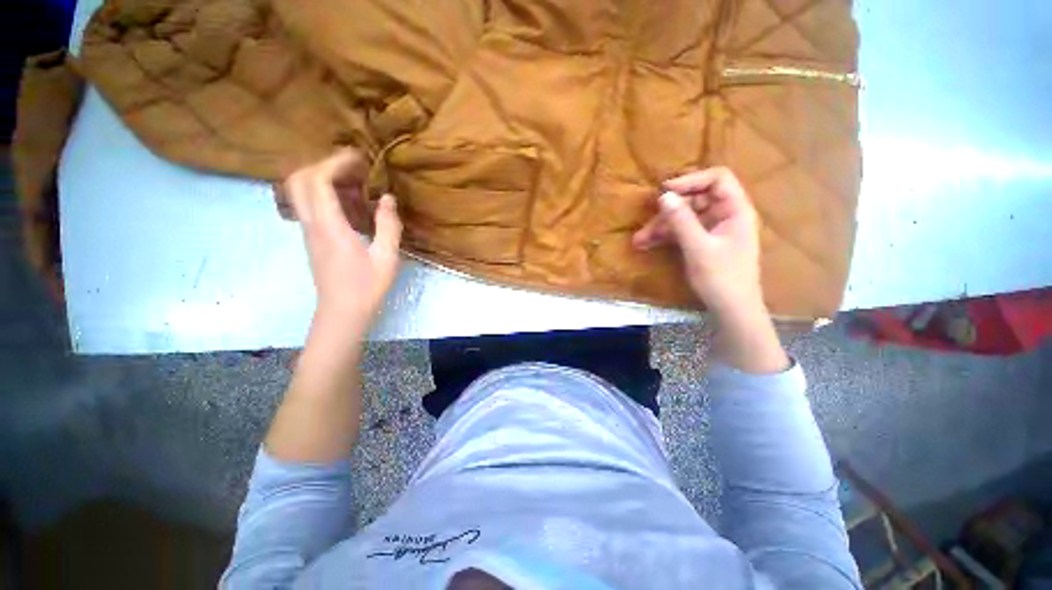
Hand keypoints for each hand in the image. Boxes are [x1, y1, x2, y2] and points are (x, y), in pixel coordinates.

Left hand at [284, 148, 402, 333]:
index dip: (335, 162)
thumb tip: (387, 198)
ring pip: (303, 191)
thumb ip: (388, 225)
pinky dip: (329, 196)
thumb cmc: (367, 287)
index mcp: (329, 227)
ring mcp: (309, 231)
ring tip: (360, 187)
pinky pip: (312, 206)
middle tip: (354, 169)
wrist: (343, 313)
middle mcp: (312, 224)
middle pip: (299, 179)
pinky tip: (355, 208)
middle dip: (324, 165)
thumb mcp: (387, 257)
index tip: (360, 158)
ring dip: (327, 180)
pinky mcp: (313, 238)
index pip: (317, 180)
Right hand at [633, 167, 762, 316]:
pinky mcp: (704, 243)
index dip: (690, 180)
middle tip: (644, 226)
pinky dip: (666, 237)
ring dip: (661, 227)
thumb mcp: (698, 248)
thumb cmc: (721, 278)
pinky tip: (647, 244)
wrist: (732, 310)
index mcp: (735, 210)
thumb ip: (681, 221)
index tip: (664, 191)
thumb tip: (663, 196)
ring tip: (639, 241)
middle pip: (695, 201)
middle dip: (667, 212)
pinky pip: (683, 232)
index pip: (717, 179)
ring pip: (684, 218)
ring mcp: (714, 230)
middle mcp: (726, 215)